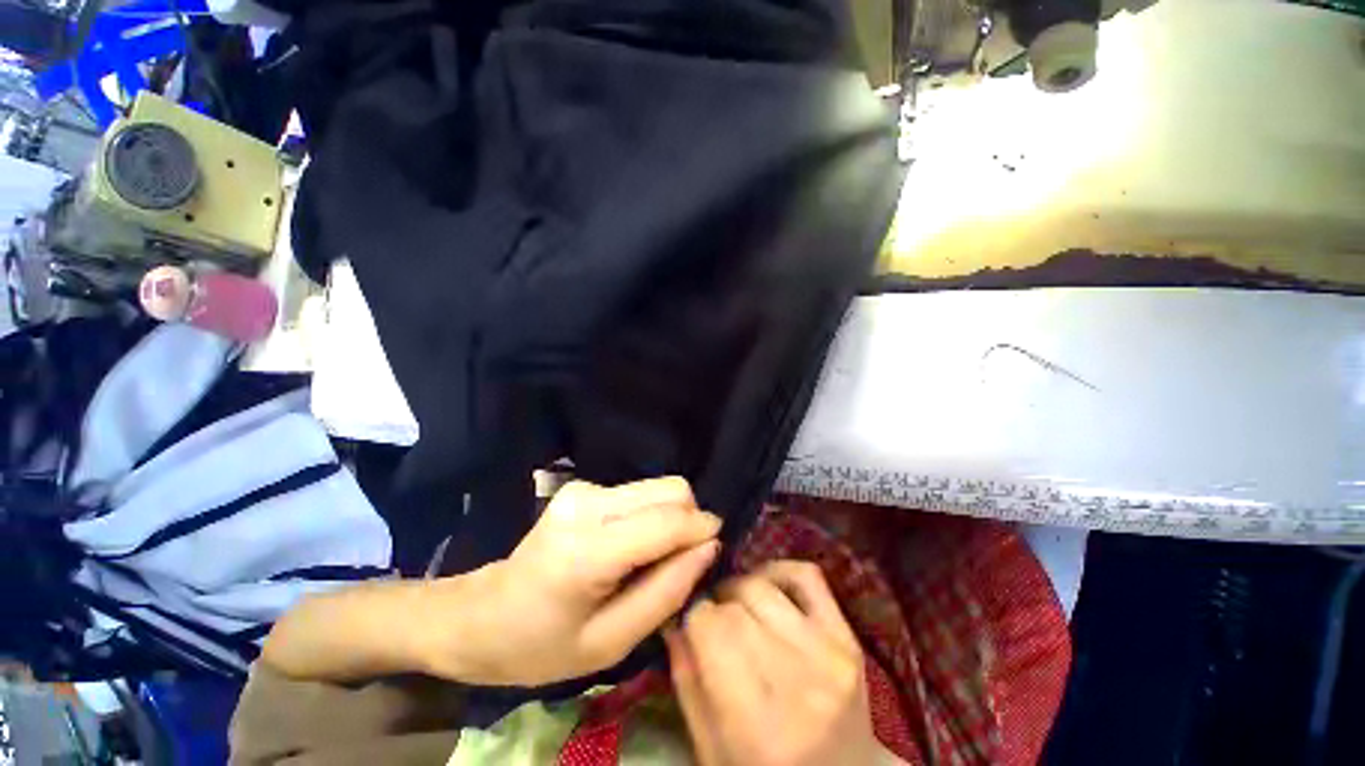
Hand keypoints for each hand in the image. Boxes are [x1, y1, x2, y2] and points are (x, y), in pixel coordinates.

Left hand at [418, 477, 720, 686]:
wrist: (482, 616)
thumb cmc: (542, 645)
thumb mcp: (610, 643)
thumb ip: (666, 592)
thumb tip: (709, 547)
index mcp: (587, 551)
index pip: (667, 521)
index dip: (702, 529)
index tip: (715, 549)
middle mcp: (587, 504)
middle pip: (671, 489)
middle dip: (688, 521)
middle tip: (677, 562)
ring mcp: (583, 489)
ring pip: (659, 487)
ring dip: (668, 519)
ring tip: (648, 559)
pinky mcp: (582, 486)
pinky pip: (639, 493)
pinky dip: (647, 516)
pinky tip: (627, 546)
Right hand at [666, 561, 880, 765]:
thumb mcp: (710, 749)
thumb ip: (686, 679)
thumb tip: (674, 616)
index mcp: (754, 722)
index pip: (709, 625)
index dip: (692, 617)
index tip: (691, 625)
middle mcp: (796, 680)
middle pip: (734, 604)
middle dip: (715, 607)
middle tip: (713, 623)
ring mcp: (829, 654)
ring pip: (762, 584)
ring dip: (740, 591)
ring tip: (738, 610)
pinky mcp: (848, 639)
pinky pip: (807, 576)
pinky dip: (779, 571)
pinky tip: (767, 589)